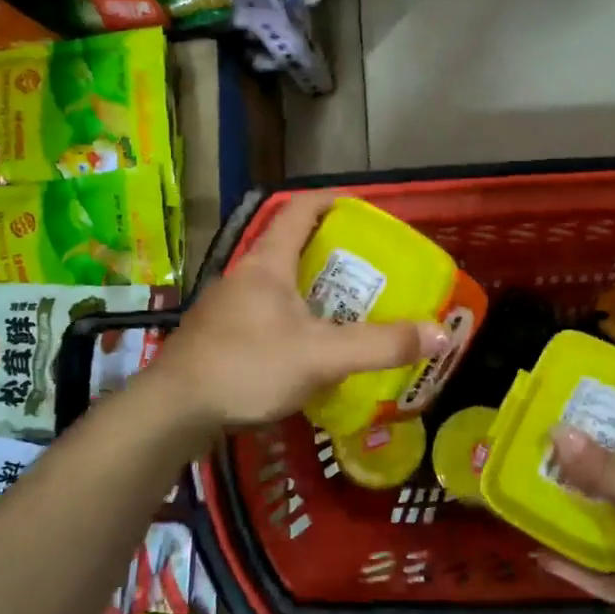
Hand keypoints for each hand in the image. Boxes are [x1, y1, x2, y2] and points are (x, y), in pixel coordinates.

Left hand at [153, 191, 448, 426]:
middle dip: (333, 253)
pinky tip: (311, 351)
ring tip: (350, 310)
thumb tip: (441, 332)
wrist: (172, 412)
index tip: (365, 208)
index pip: (300, 209)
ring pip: (280, 286)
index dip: (333, 201)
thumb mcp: (322, 356)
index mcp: (268, 263)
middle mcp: (246, 276)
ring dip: (314, 291)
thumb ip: (382, 345)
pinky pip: (268, 316)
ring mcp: (229, 307)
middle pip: (293, 248)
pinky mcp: (221, 338)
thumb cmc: (246, 367)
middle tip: (372, 270)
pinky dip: (296, 321)